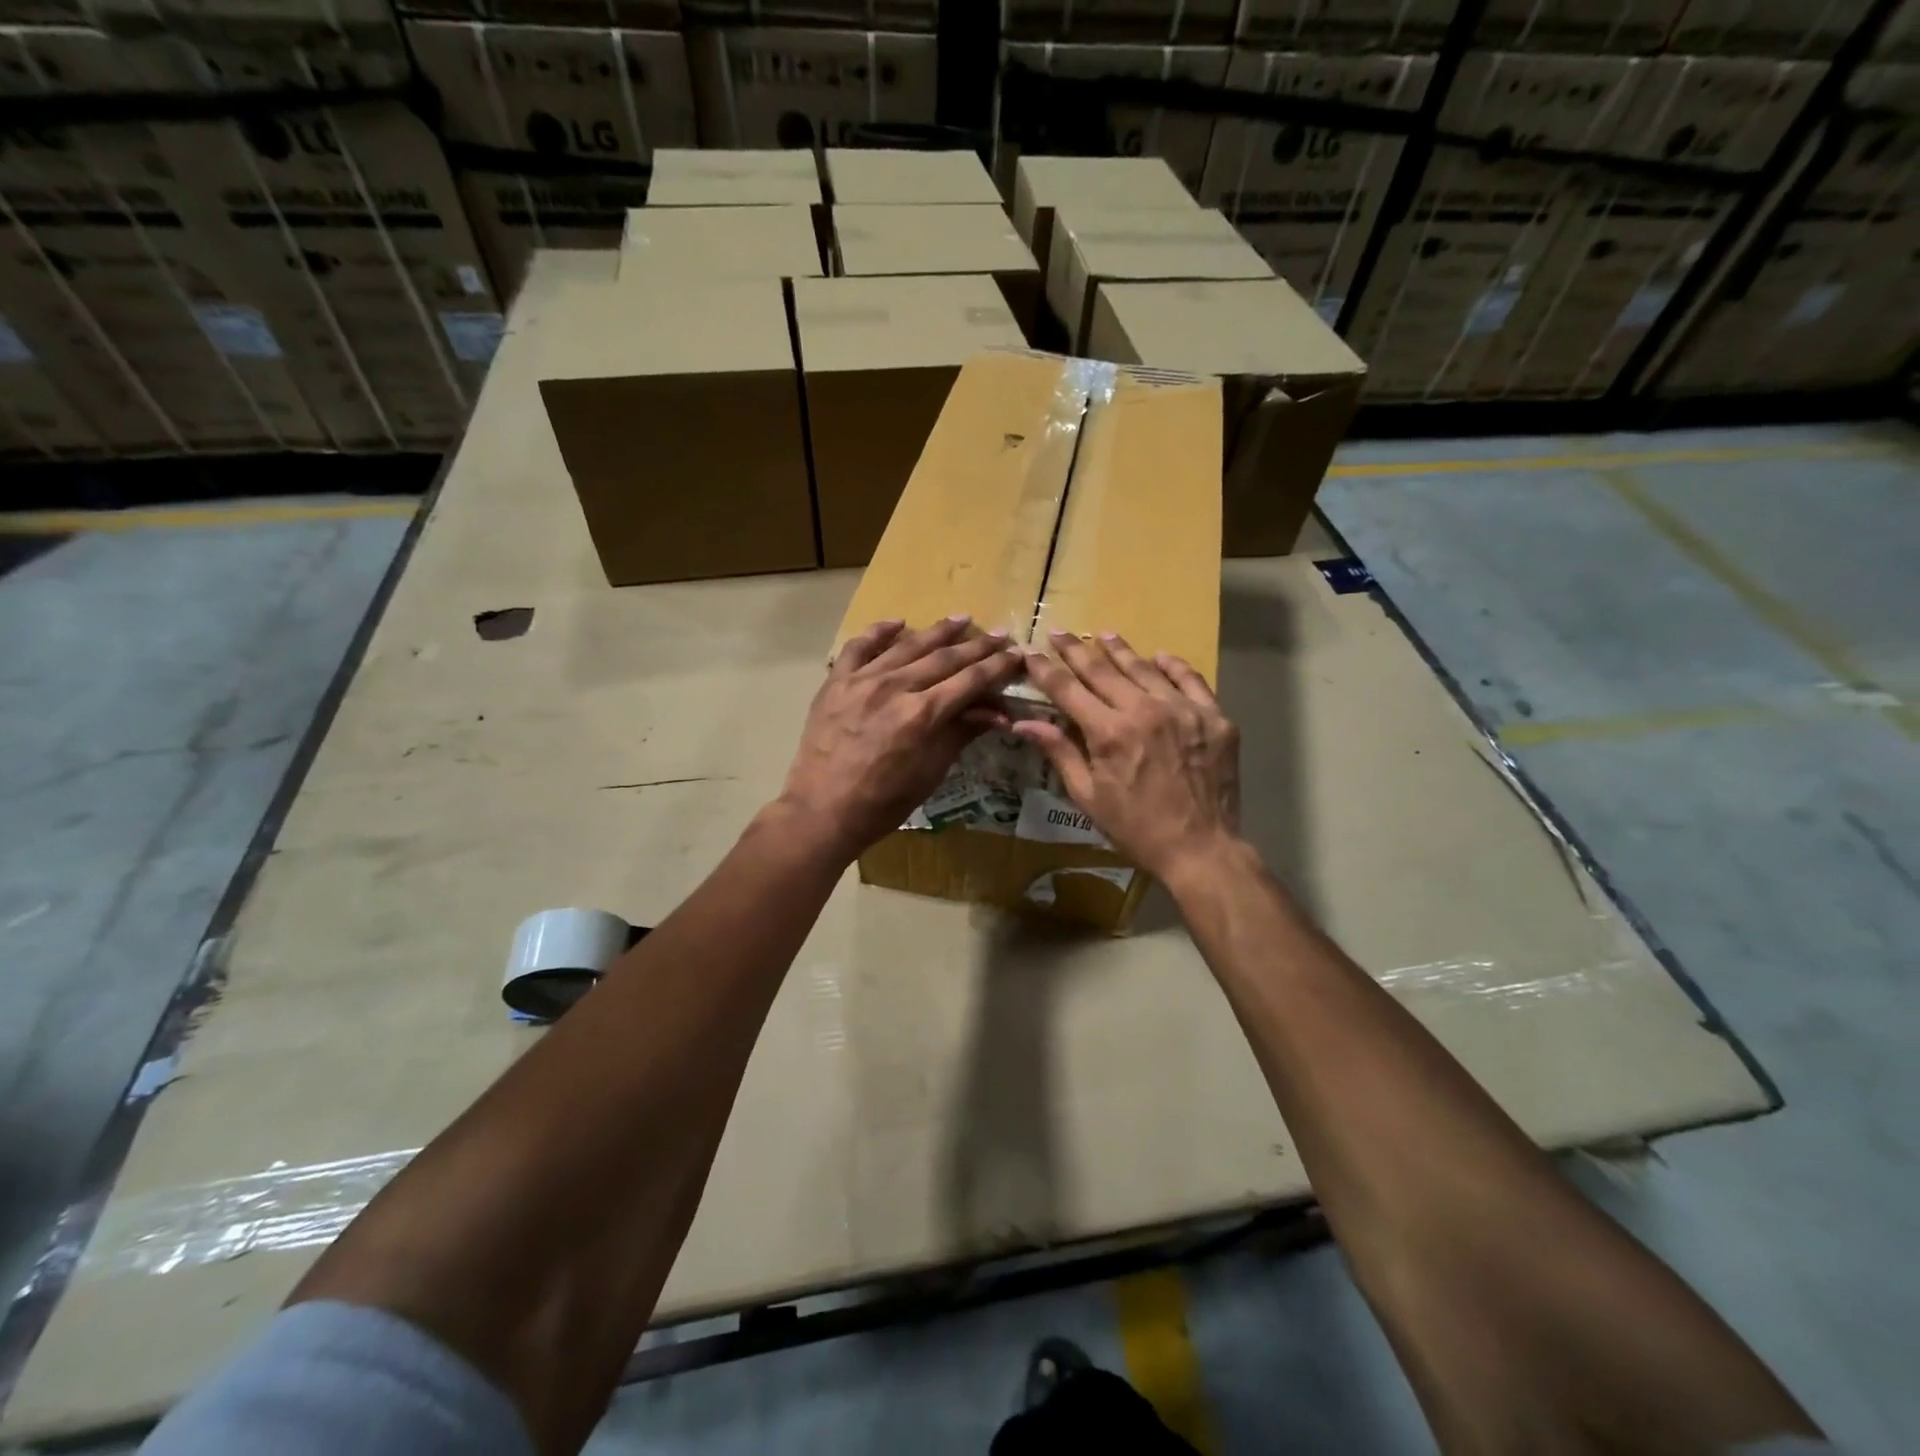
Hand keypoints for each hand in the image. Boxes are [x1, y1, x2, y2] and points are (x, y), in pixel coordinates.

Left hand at [779, 616, 1023, 862]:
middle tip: (999, 634)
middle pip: (944, 658)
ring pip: (907, 646)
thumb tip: (997, 713)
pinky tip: (898, 622)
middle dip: (976, 646)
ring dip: (938, 631)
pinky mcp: (836, 682)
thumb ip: (961, 734)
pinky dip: (879, 632)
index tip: (1016, 654)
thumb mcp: (931, 772)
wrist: (823, 810)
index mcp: (923, 714)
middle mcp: (895, 688)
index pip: (970, 680)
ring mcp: (862, 681)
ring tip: (961, 618)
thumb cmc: (884, 802)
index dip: (997, 666)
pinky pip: (859, 647)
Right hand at [1014, 631, 1240, 884]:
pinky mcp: (1214, 717)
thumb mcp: (1088, 796)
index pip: (1068, 690)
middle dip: (1075, 650)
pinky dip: (1172, 666)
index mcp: (1109, 732)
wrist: (1201, 849)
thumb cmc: (1136, 828)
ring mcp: (1183, 710)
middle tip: (1059, 632)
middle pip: (1102, 670)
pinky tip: (1159, 656)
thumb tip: (1024, 722)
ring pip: (1145, 669)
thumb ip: (1059, 752)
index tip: (1030, 651)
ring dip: (1120, 650)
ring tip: (1104, 635)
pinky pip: (1191, 680)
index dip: (1046, 669)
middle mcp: (1145, 710)